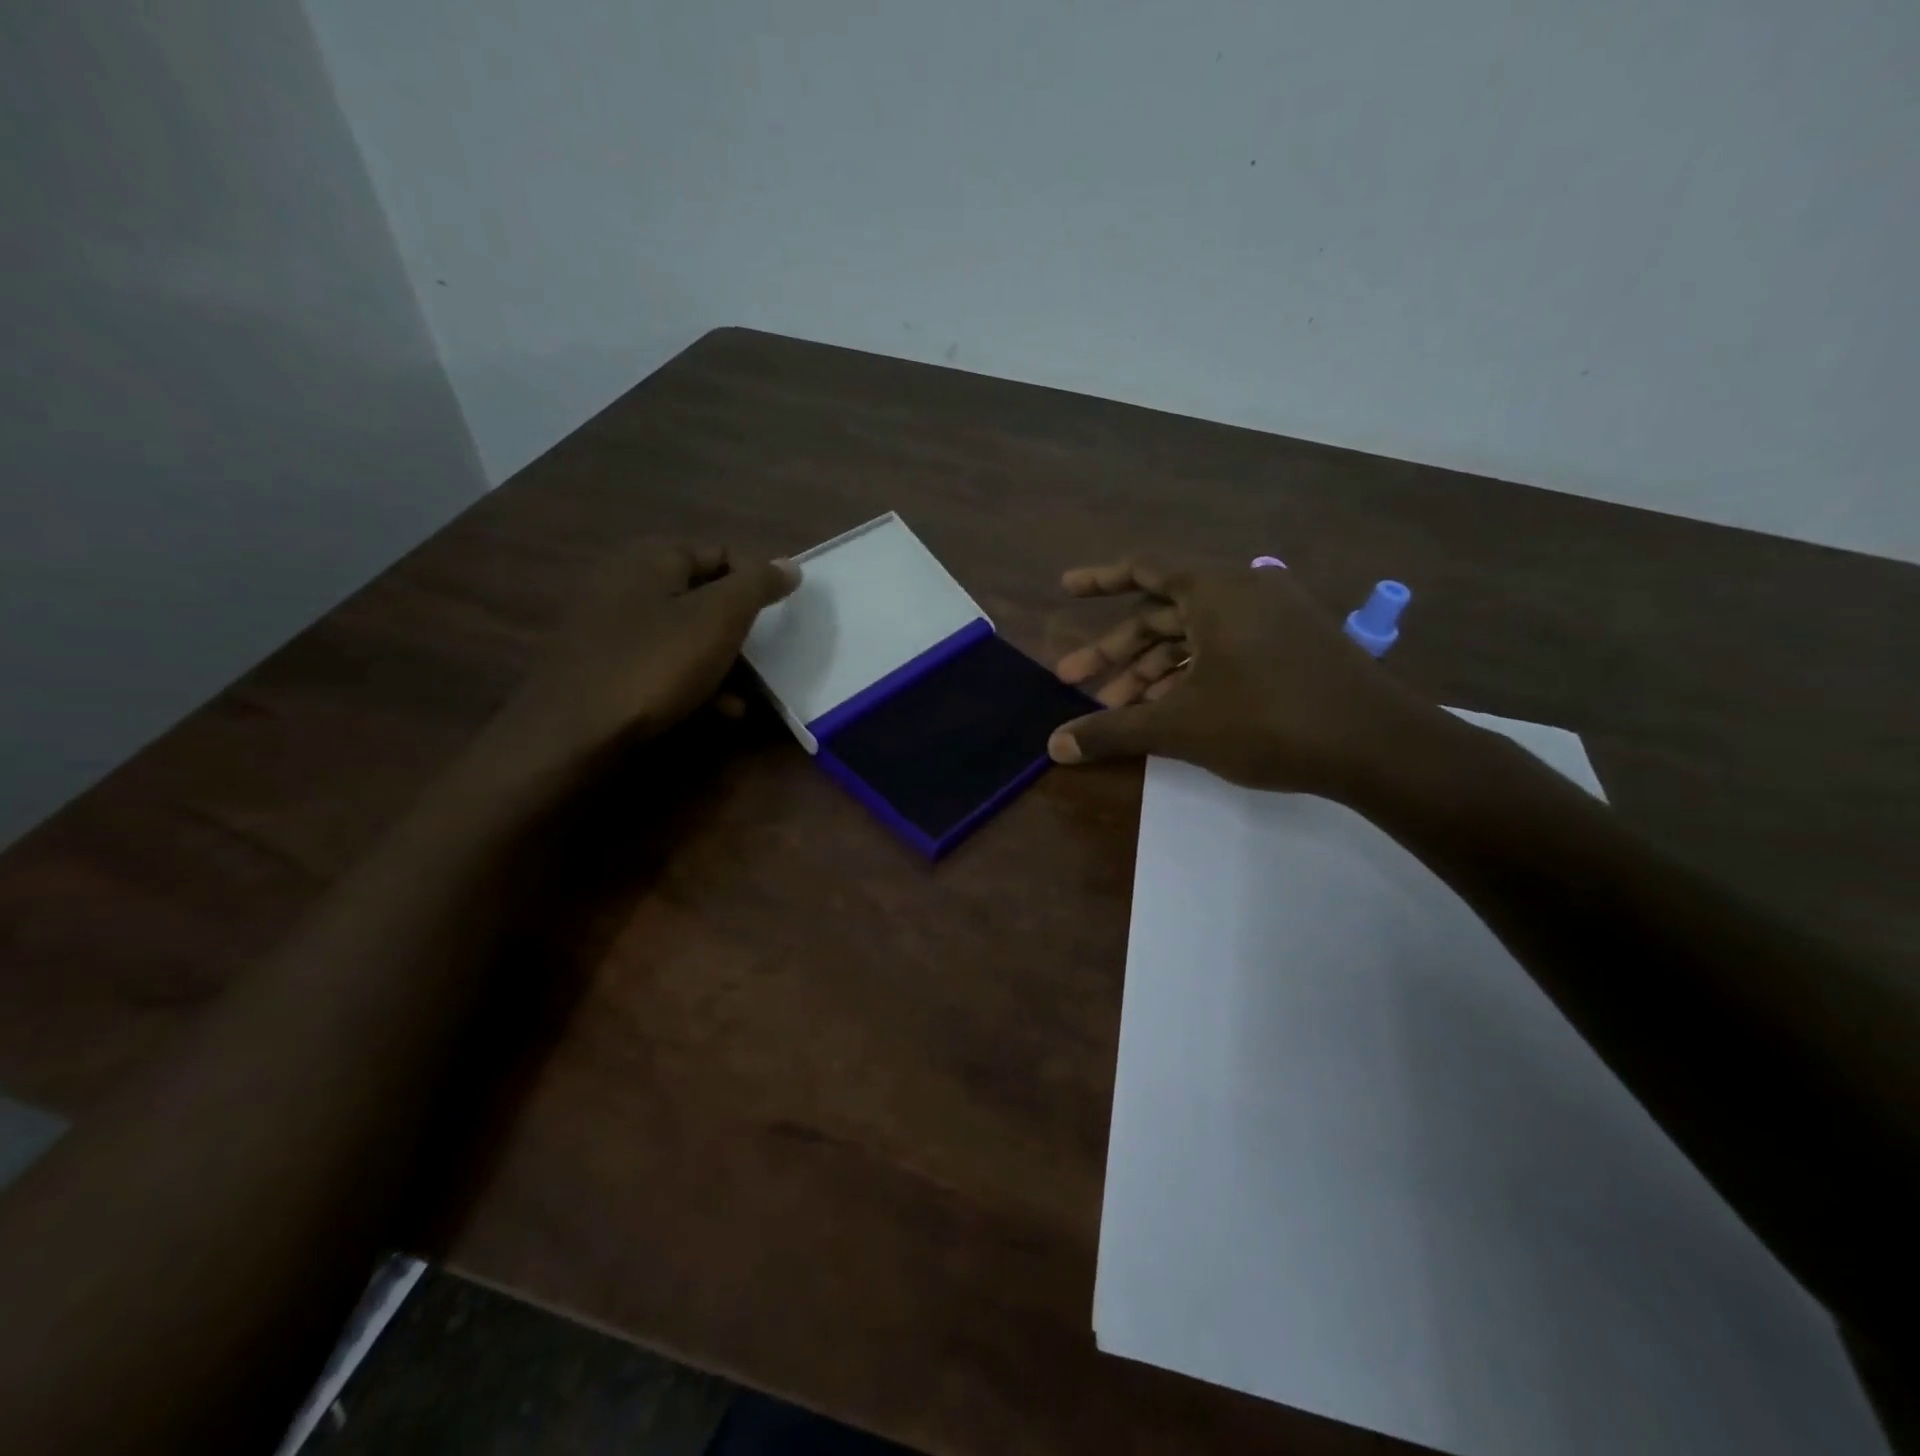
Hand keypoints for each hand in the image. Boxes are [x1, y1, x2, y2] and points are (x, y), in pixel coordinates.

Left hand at [487, 541, 798, 776]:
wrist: (572, 733)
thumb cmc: (655, 665)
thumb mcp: (719, 619)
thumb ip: (757, 585)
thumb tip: (789, 564)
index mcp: (652, 557)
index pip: (722, 552)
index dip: (757, 581)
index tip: (781, 617)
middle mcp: (625, 581)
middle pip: (704, 595)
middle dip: (740, 628)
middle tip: (768, 656)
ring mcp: (609, 625)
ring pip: (684, 633)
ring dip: (722, 660)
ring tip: (750, 692)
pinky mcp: (603, 665)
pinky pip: (661, 662)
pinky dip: (694, 680)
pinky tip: (719, 710)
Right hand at [1048, 557, 1443, 797]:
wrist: (1379, 747)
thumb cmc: (1270, 721)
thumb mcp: (1180, 726)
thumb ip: (1112, 731)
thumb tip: (1053, 747)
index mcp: (1215, 590)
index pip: (1144, 568)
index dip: (1100, 579)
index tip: (1066, 589)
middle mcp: (1243, 592)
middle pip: (1162, 612)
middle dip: (1116, 650)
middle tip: (1075, 682)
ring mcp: (1272, 619)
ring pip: (1192, 636)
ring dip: (1150, 670)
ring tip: (1116, 710)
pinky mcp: (1292, 647)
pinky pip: (1223, 649)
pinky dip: (1188, 675)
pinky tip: (1166, 711)